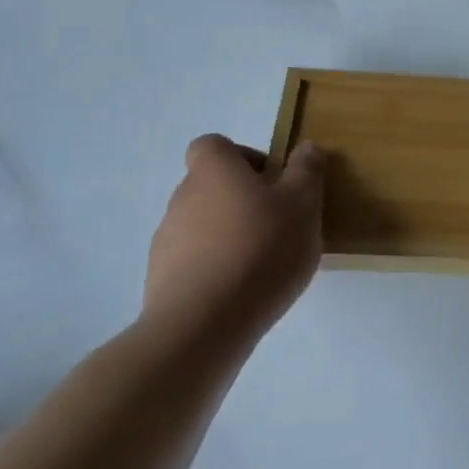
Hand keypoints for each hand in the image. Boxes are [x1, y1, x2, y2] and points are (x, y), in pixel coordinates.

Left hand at [142, 134, 325, 345]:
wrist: (204, 322)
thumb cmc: (261, 250)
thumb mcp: (302, 205)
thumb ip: (306, 171)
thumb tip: (305, 147)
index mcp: (214, 171)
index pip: (214, 145)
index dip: (243, 157)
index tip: (272, 183)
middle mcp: (183, 197)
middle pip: (211, 186)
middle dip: (243, 201)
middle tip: (279, 227)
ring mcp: (167, 239)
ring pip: (204, 225)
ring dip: (230, 236)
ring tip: (263, 265)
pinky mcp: (162, 277)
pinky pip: (195, 261)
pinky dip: (216, 268)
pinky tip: (242, 292)